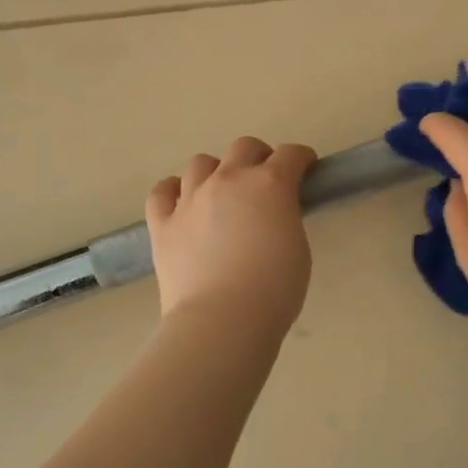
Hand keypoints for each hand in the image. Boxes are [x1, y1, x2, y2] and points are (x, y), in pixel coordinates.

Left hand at [146, 137, 317, 334]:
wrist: (222, 320)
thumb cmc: (274, 290)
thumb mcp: (297, 247)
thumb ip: (285, 219)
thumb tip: (272, 215)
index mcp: (270, 184)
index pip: (290, 154)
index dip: (301, 158)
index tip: (305, 167)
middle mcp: (229, 180)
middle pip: (244, 147)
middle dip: (259, 157)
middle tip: (265, 181)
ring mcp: (191, 198)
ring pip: (201, 163)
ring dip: (216, 172)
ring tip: (221, 194)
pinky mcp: (163, 223)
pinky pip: (162, 192)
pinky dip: (173, 191)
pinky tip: (181, 202)